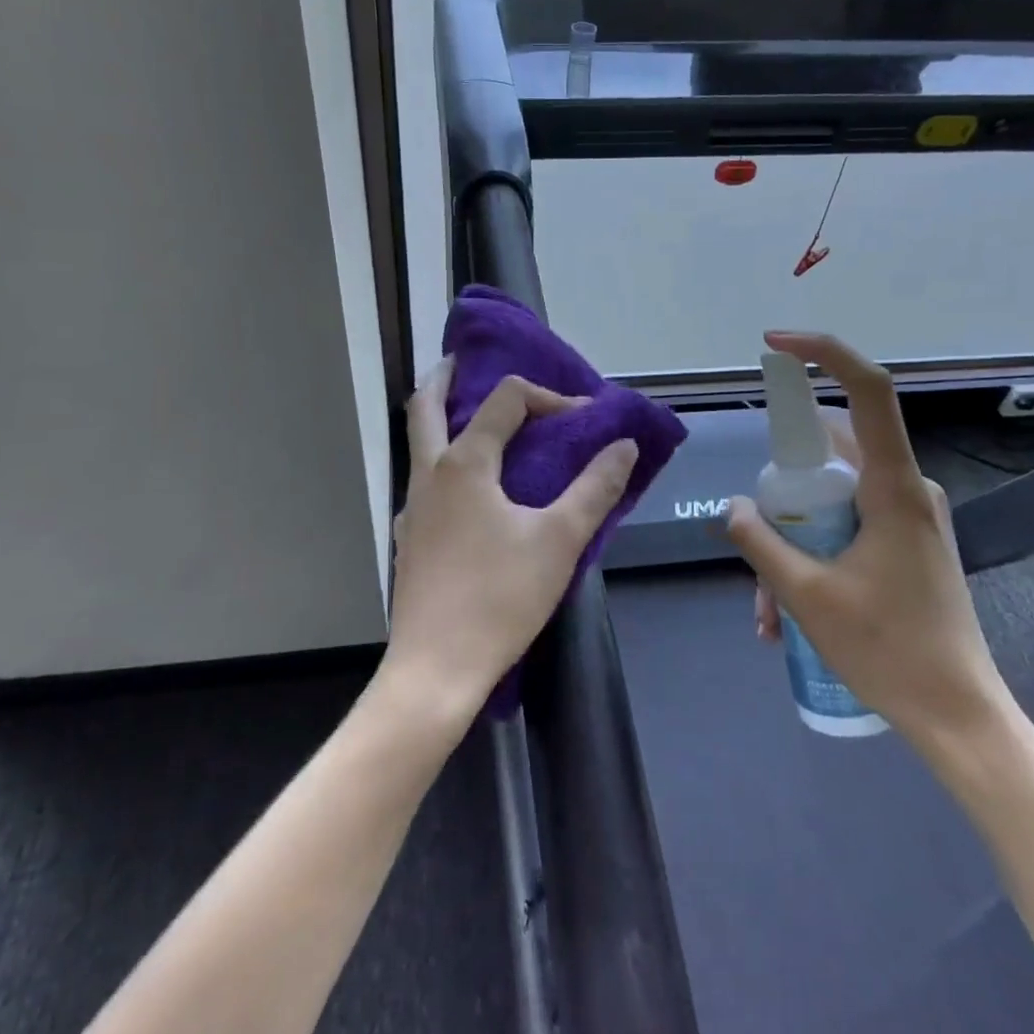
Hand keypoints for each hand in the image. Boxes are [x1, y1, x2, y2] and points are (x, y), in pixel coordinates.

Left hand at [382, 360, 639, 724]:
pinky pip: (423, 482)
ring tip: (473, 421)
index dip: (548, 397)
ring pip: (418, 443)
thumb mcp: (559, 540)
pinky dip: (442, 464)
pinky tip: (469, 494)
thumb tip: (624, 445)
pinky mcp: (409, 538)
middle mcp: (429, 473)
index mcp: (465, 463)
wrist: (436, 668)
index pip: (506, 401)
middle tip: (465, 364)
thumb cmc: (500, 597)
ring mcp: (411, 507)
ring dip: (440, 419)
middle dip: (446, 378)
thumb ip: (595, 488)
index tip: (583, 417)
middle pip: (425, 405)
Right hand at [726, 331, 1013, 747]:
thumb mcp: (807, 595)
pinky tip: (786, 614)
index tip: (775, 344)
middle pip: (831, 451)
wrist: (960, 719)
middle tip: (756, 537)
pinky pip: (847, 524)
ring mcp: (909, 516)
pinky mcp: (907, 542)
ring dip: (792, 538)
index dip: (823, 353)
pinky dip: (812, 553)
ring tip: (767, 608)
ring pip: (832, 498)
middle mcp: (907, 489)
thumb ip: (761, 542)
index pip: (868, 390)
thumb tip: (732, 508)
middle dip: (782, 489)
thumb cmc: (888, 651)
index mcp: (894, 488)